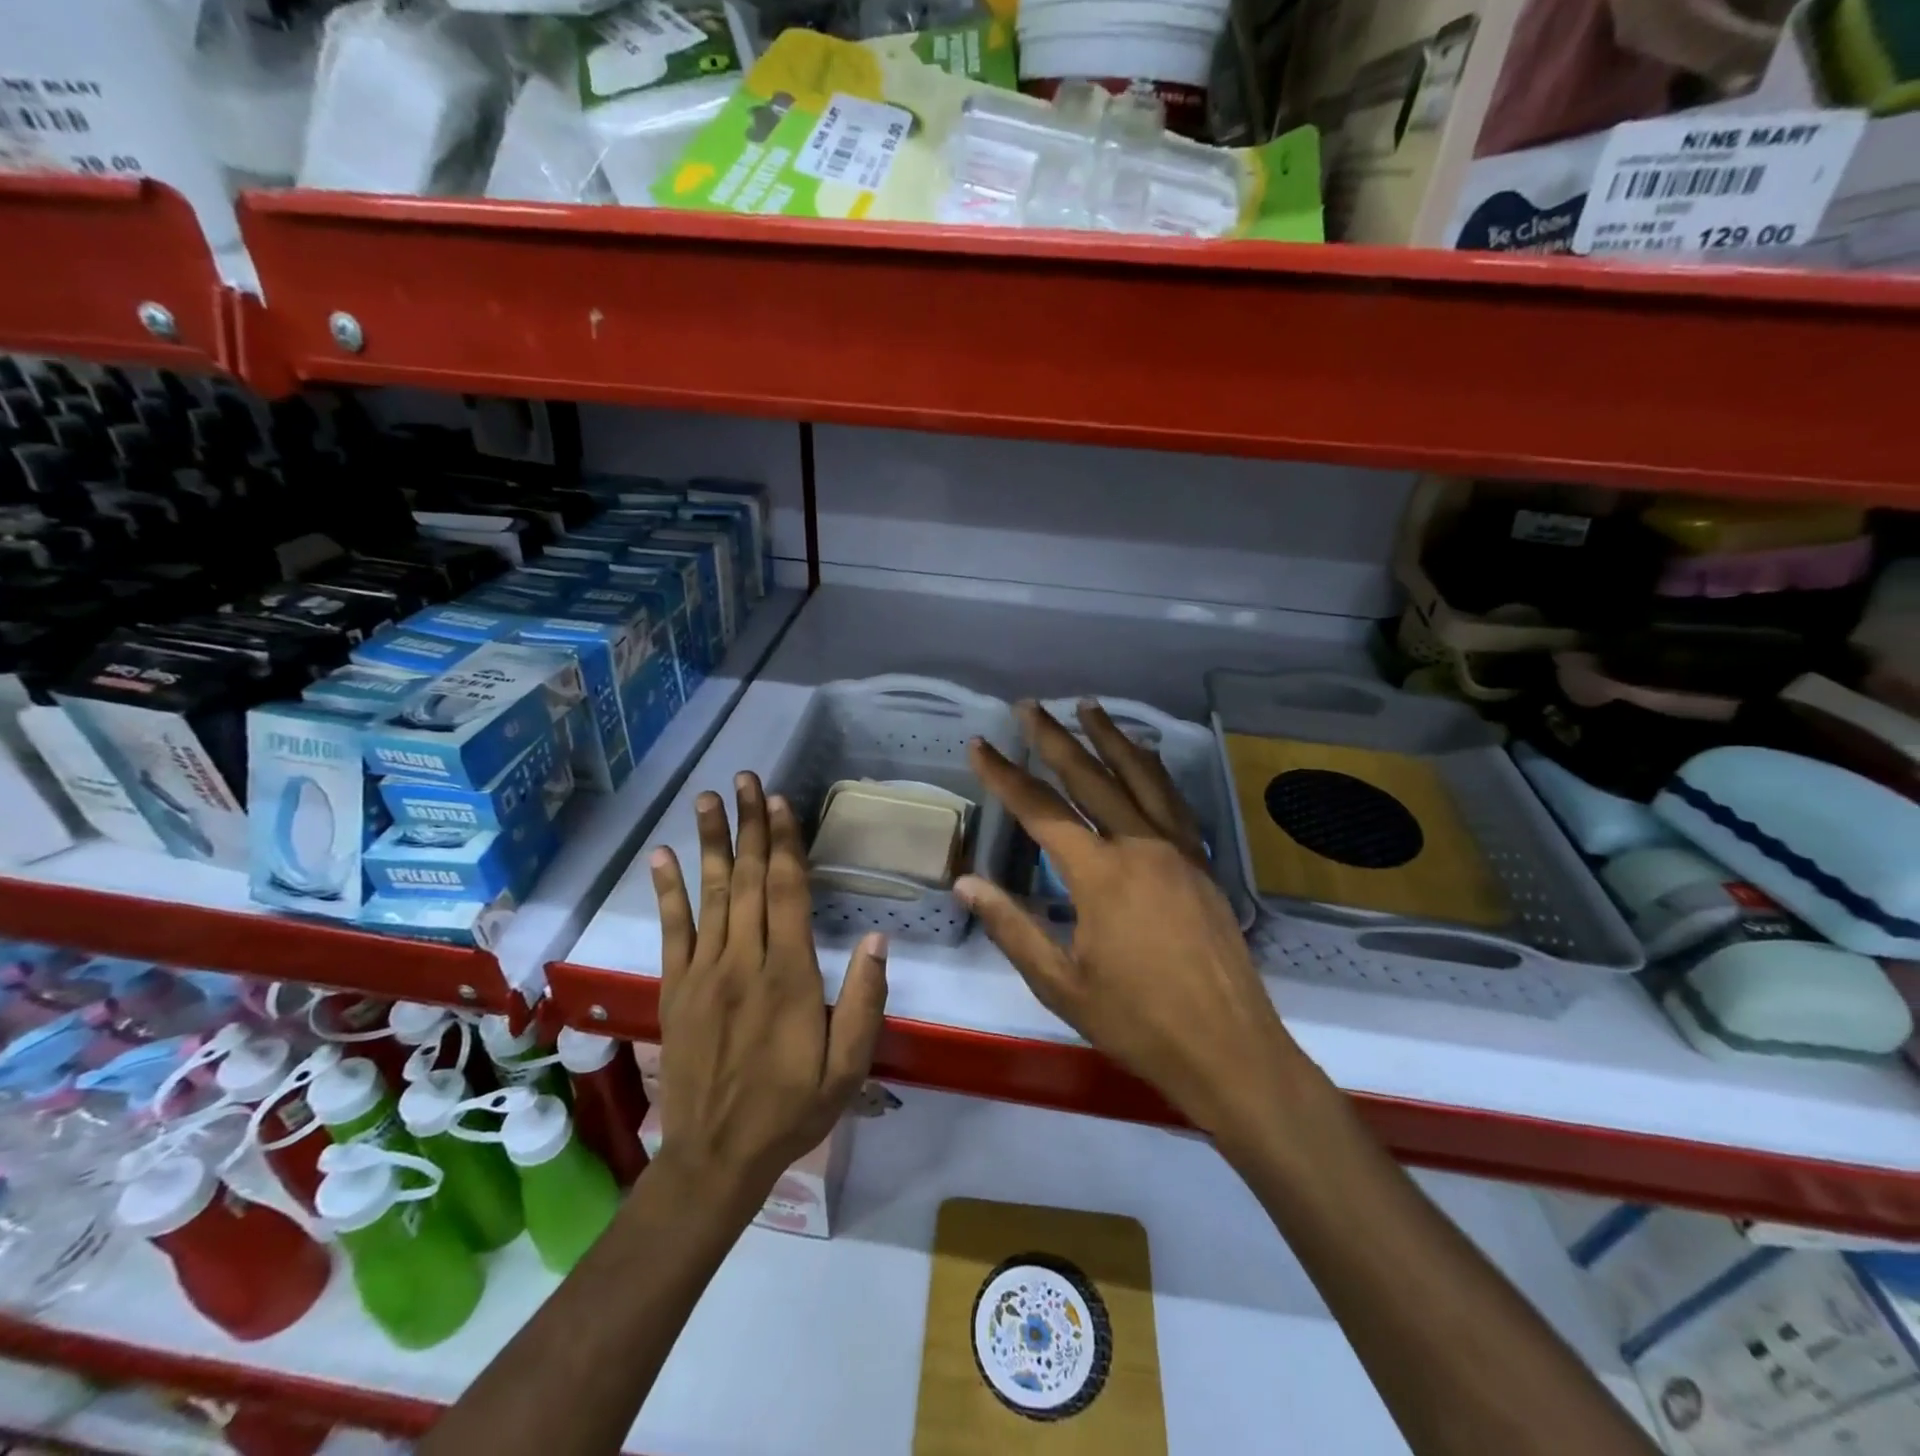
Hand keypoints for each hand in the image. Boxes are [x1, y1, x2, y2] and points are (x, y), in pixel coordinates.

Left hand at [649, 772, 887, 1197]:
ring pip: (711, 895)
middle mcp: (744, 962)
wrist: (716, 1157)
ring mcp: (704, 973)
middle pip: (749, 881)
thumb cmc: (793, 1110)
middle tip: (745, 779)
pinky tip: (662, 857)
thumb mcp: (849, 1067)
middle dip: (749, 826)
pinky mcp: (676, 989)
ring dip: (711, 843)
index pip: (787, 893)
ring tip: (707, 799)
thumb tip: (877, 938)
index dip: (783, 843)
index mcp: (789, 976)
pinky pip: (671, 931)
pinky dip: (667, 892)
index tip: (778, 802)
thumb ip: (864, 1001)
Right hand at [959, 702, 1308, 1149]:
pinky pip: (1173, 802)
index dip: (1005, 775)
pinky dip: (1153, 771)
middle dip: (1054, 738)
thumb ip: (1012, 927)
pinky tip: (1145, 758)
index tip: (979, 745)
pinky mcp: (1201, 864)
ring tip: (1089, 707)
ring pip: (1140, 778)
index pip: (1041, 810)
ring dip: (1111, 739)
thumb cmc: (1138, 1023)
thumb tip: (966, 882)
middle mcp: (1140, 846)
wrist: (1229, 1050)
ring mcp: (1178, 851)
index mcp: (1101, 874)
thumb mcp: (1061, 984)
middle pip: (1091, 777)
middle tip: (1029, 705)